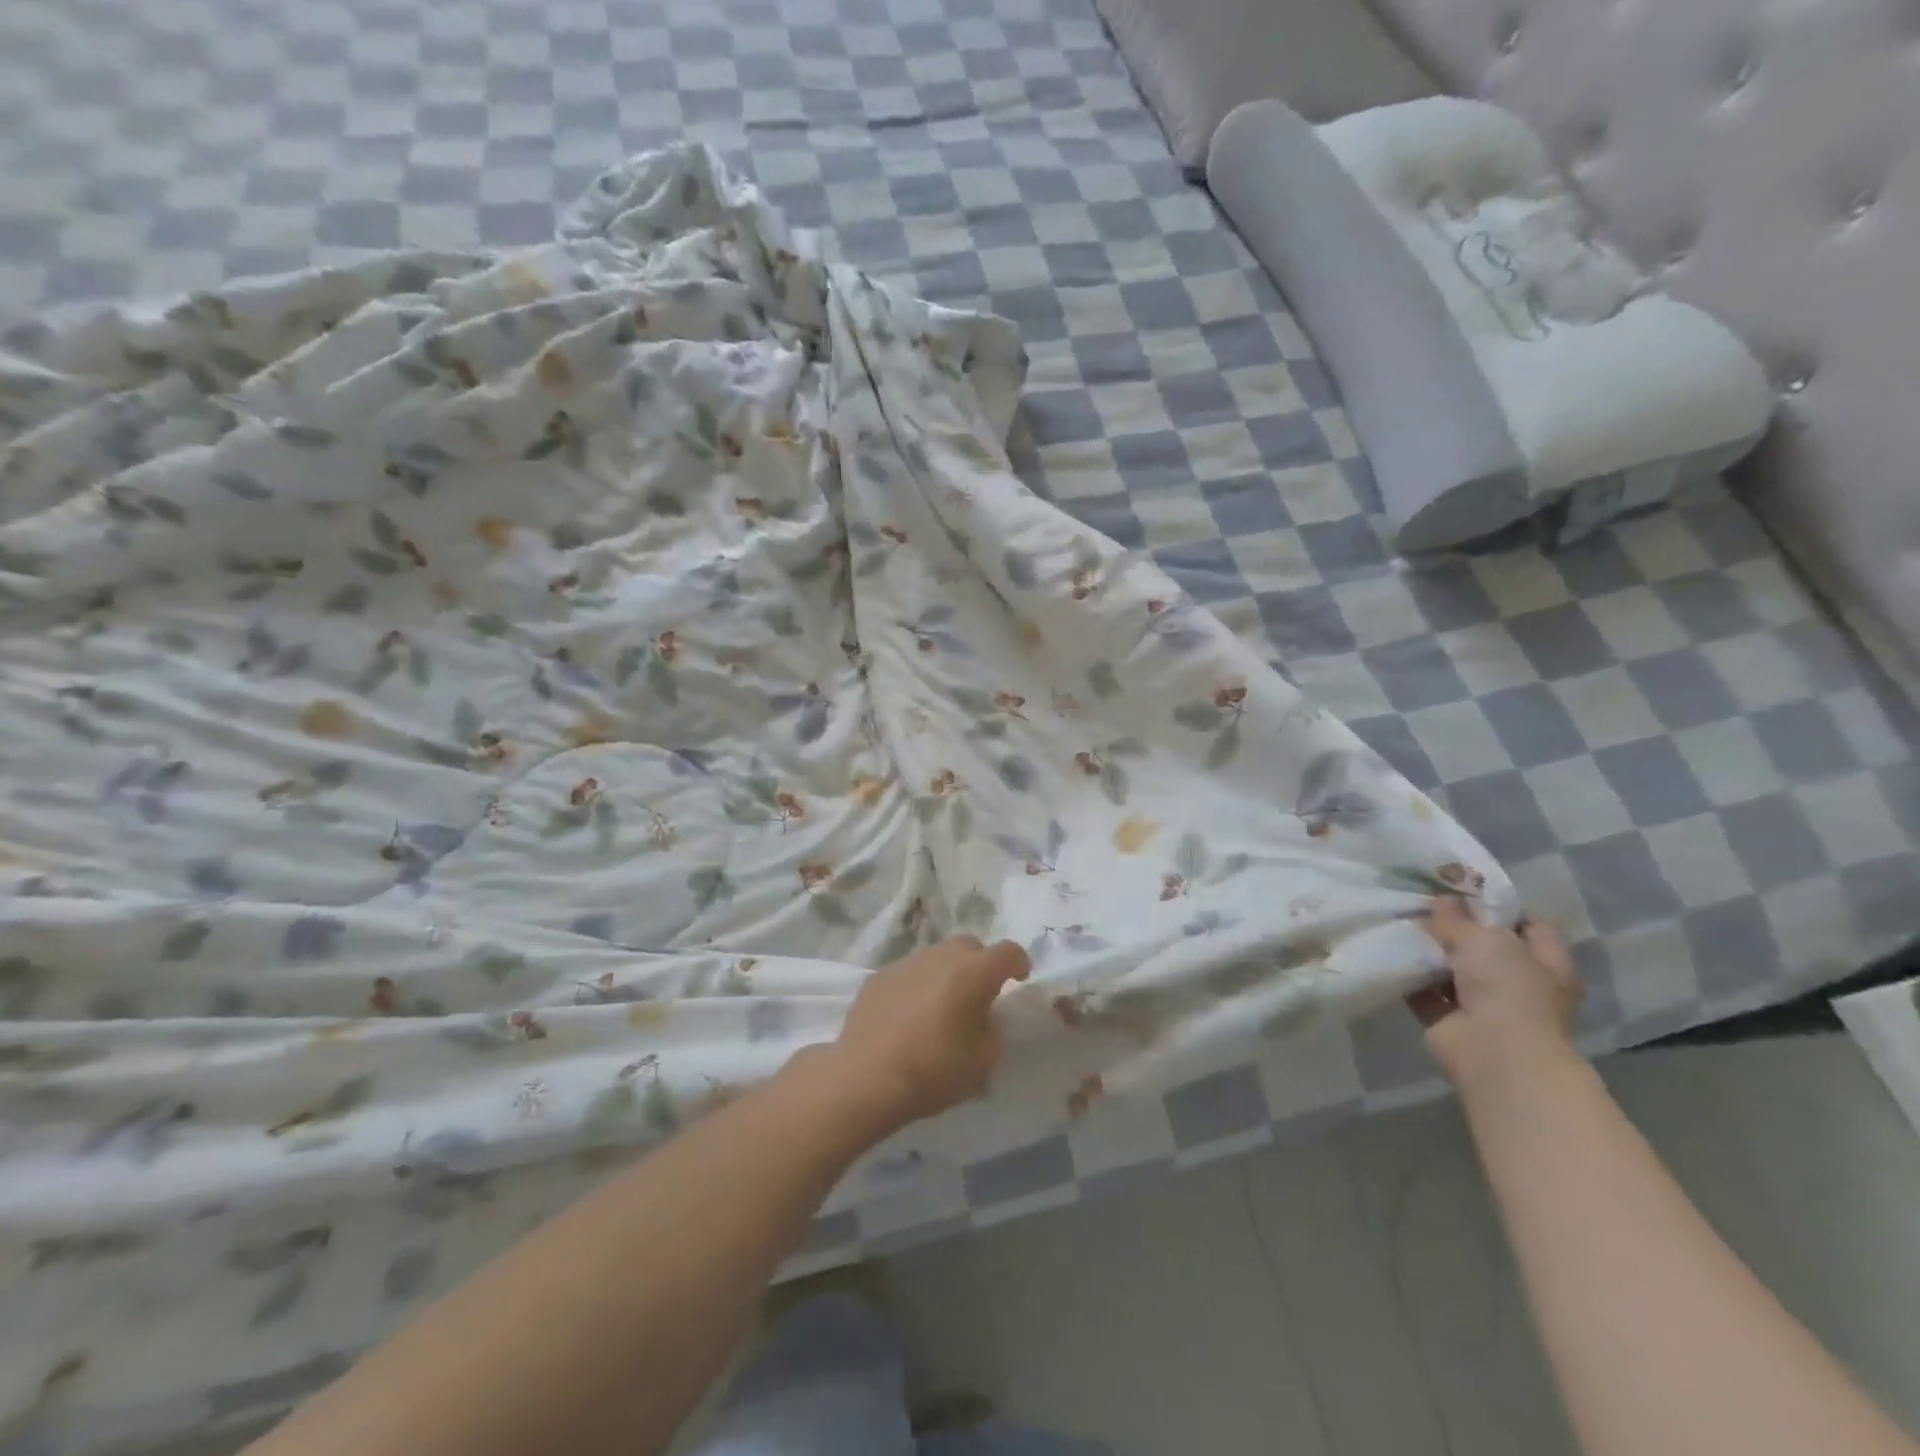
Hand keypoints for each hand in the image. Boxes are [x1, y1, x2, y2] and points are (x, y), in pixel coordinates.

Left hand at [826, 935, 1030, 1136]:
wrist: (866, 1077)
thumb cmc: (933, 1070)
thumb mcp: (983, 1063)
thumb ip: (993, 1032)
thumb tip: (985, 1019)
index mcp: (974, 972)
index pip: (1008, 951)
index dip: (1019, 962)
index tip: (1020, 979)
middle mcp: (941, 957)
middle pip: (970, 947)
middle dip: (980, 965)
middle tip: (979, 996)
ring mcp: (907, 963)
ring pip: (937, 958)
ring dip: (947, 975)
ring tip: (941, 1008)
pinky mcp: (879, 977)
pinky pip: (909, 974)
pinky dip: (918, 987)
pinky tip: (909, 1017)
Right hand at [1410, 896, 1582, 1098]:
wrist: (1494, 1053)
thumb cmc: (1508, 989)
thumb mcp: (1484, 938)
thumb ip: (1458, 918)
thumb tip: (1441, 899)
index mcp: (1546, 963)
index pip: (1529, 924)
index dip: (1499, 905)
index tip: (1463, 889)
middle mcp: (1519, 983)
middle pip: (1485, 946)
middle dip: (1455, 927)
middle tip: (1422, 902)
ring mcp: (1485, 1004)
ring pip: (1452, 968)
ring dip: (1428, 951)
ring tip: (1397, 920)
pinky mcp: (1450, 1020)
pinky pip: (1425, 990)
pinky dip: (1408, 975)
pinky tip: (1387, 950)